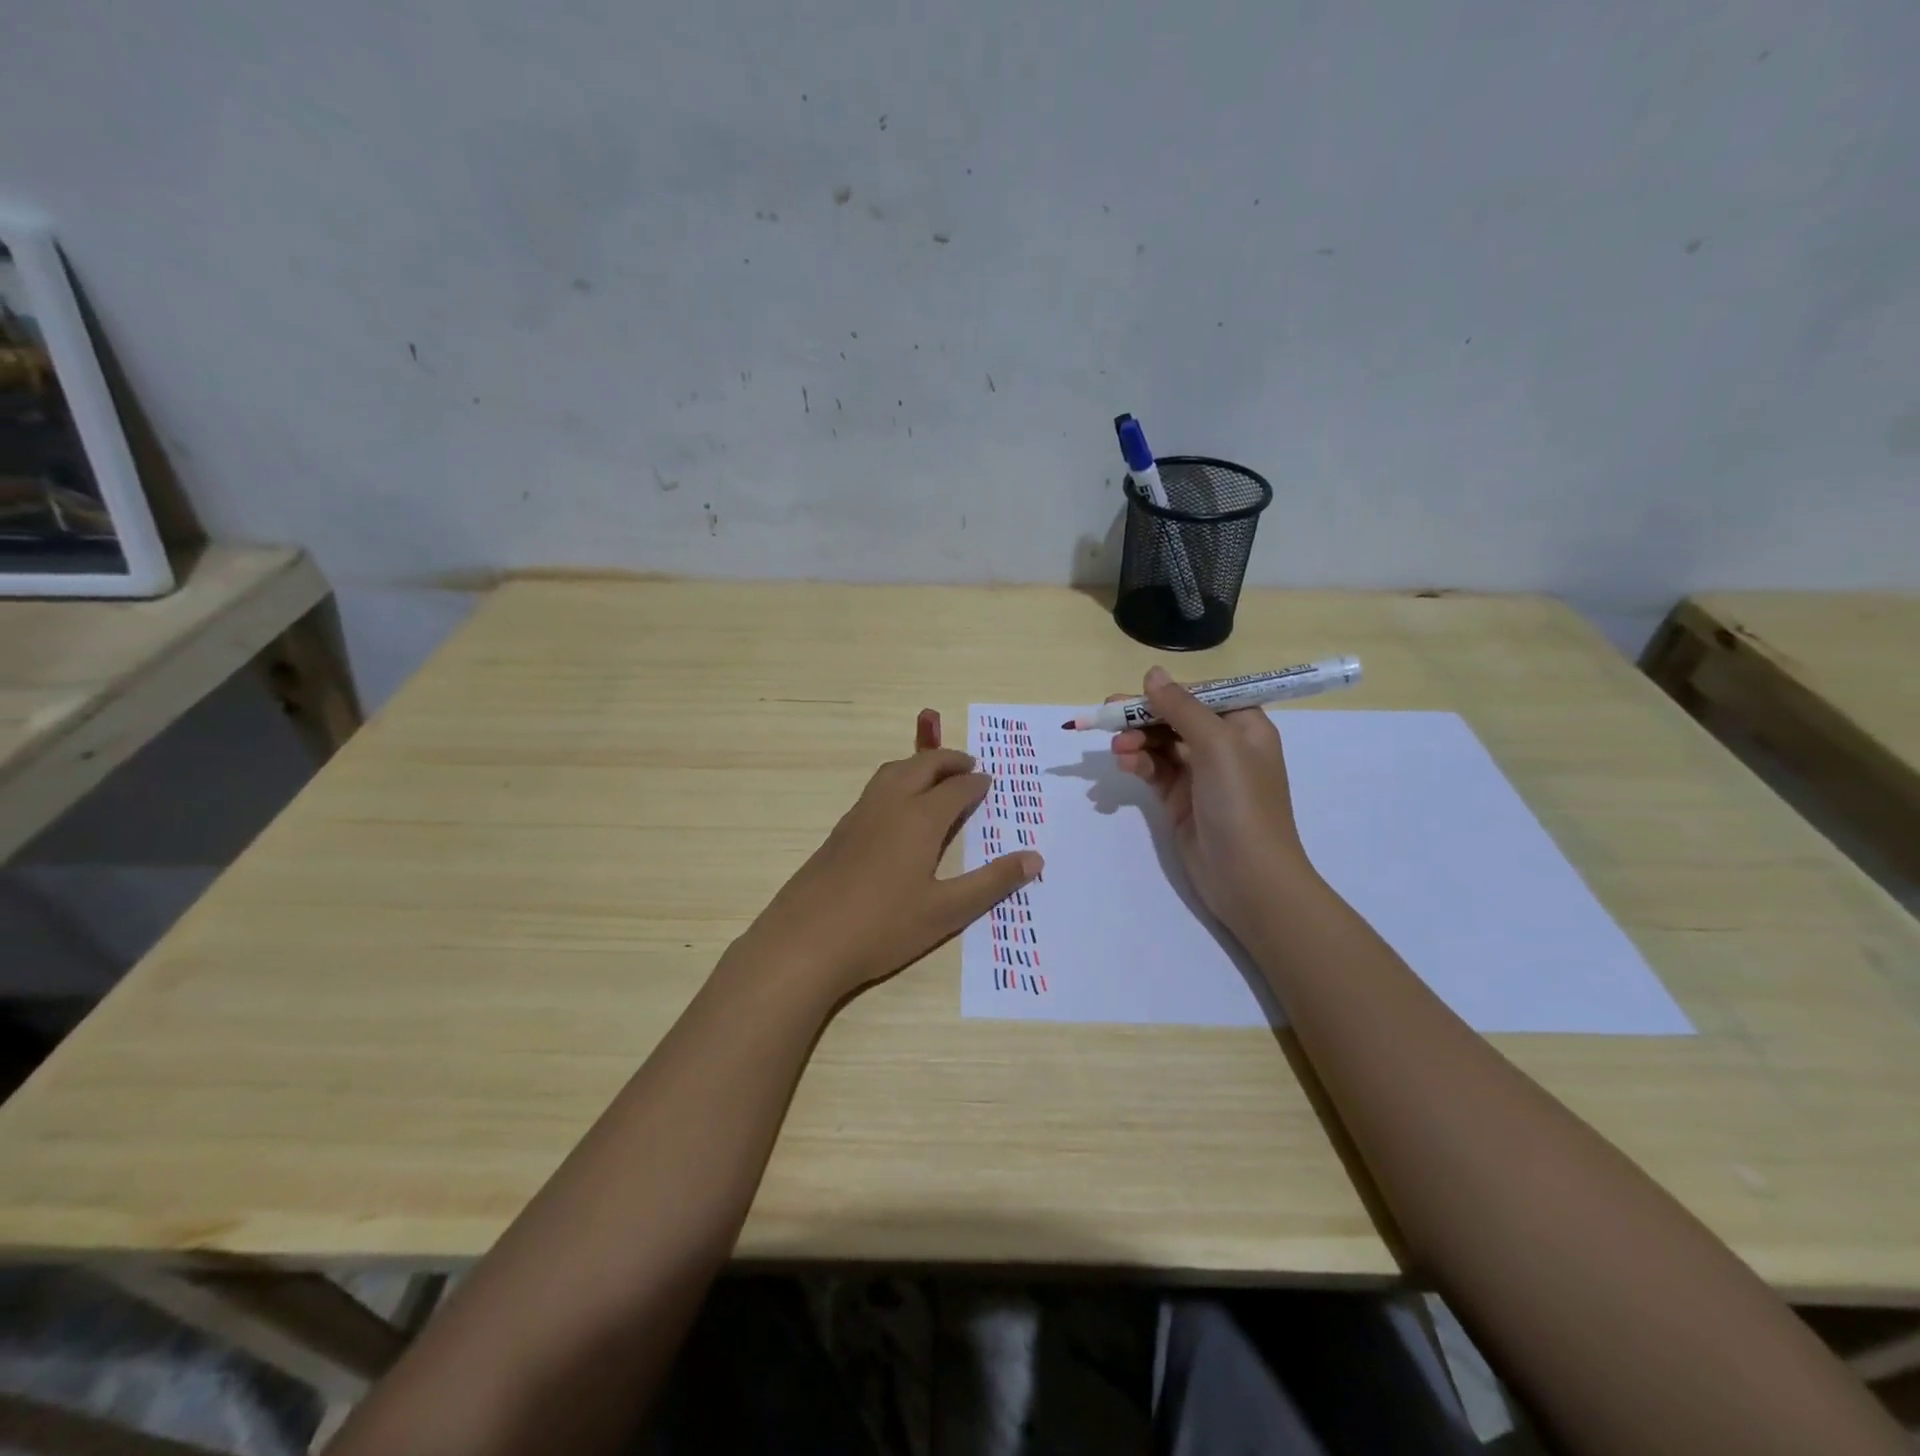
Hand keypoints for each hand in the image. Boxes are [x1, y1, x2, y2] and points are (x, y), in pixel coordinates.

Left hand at [736, 734, 1041, 1002]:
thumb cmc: (883, 927)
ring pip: (892, 772)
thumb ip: (991, 882)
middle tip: (968, 765)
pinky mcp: (838, 832)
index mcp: (919, 819)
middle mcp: (889, 805)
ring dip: (918, 765)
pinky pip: (874, 790)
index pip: (955, 789)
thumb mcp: (946, 910)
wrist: (806, 941)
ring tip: (934, 777)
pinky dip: (896, 782)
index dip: (976, 783)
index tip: (989, 781)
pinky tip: (896, 810)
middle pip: (921, 766)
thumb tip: (1035, 858)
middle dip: (948, 760)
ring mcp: (859, 816)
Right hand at [1110, 667, 1312, 937]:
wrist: (1248, 878)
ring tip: (1118, 751)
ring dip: (1137, 742)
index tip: (1136, 695)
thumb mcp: (1216, 745)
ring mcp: (1201, 774)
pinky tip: (1125, 766)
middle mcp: (1224, 745)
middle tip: (1108, 716)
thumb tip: (1152, 673)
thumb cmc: (1241, 803)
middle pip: (1175, 717)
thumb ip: (1182, 707)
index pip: (1202, 694)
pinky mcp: (1180, 799)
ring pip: (1160, 744)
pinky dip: (1138, 764)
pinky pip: (1154, 770)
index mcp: (1244, 725)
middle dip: (1144, 717)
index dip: (1168, 692)